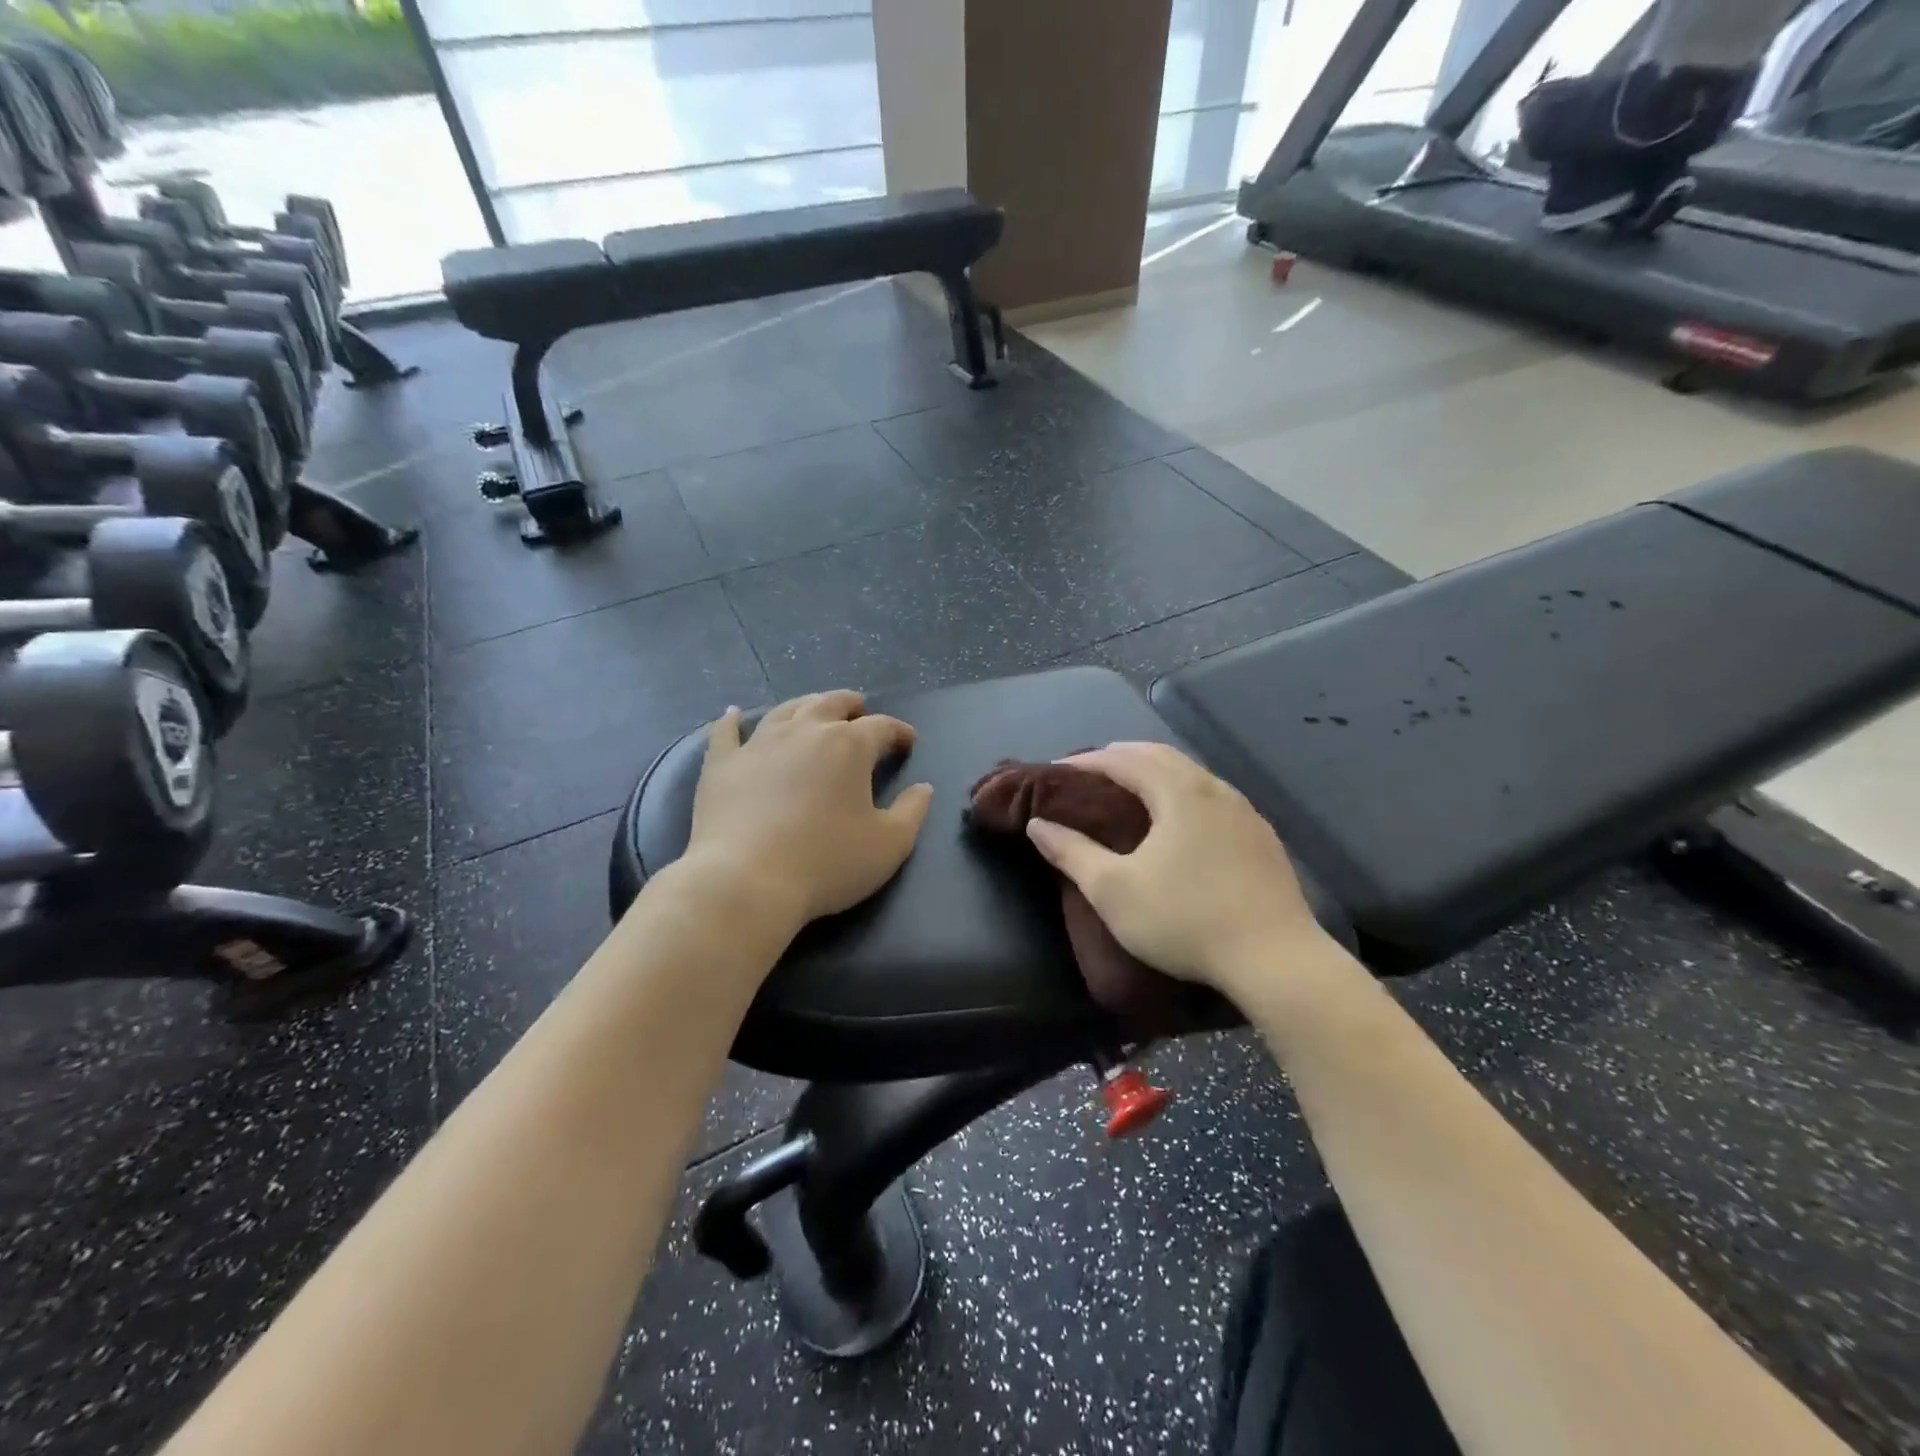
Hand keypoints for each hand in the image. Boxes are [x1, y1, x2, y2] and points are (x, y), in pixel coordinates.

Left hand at [683, 690, 933, 927]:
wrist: (746, 881)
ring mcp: (759, 744)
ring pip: (785, 711)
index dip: (899, 731)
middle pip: (831, 703)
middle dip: (851, 704)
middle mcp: (804, 732)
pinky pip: (726, 732)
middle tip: (860, 709)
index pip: (882, 727)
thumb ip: (913, 812)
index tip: (908, 741)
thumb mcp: (889, 845)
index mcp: (849, 746)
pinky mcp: (722, 765)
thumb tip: (924, 788)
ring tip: (813, 707)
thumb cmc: (827, 863)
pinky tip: (733, 714)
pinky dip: (732, 720)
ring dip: (805, 705)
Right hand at [1024, 741, 1336, 996]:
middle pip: (1160, 755)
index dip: (1086, 761)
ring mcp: (1244, 811)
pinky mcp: (1262, 837)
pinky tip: (1179, 820)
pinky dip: (1182, 792)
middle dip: (1121, 756)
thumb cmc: (1185, 920)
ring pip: (1191, 773)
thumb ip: (1071, 852)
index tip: (1056, 770)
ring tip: (1129, 790)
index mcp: (1178, 792)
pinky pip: (1212, 796)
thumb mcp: (1113, 890)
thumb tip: (1038, 824)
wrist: (1276, 960)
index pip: (1123, 759)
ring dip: (1155, 772)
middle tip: (1088, 772)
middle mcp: (1214, 789)